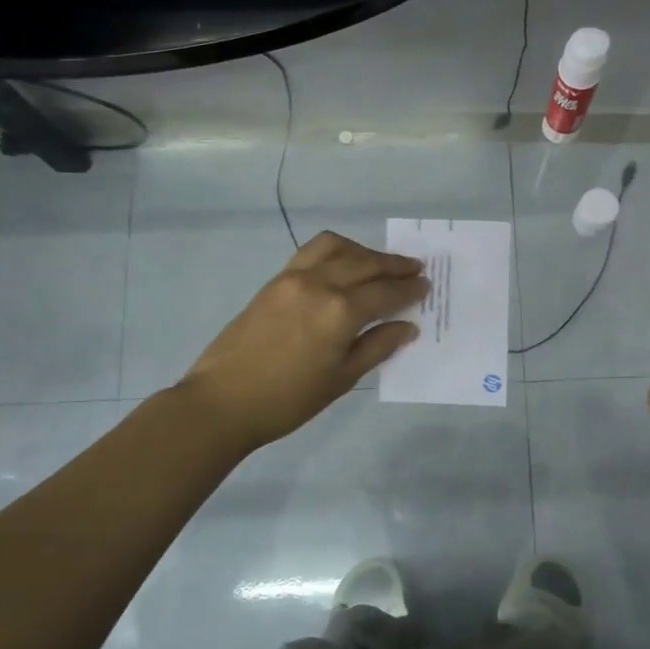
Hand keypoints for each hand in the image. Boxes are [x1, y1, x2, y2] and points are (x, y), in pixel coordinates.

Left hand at [179, 231, 427, 453]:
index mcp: (340, 311)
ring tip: (379, 263)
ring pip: (337, 247)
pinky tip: (343, 265)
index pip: (385, 293)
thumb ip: (377, 347)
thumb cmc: (288, 400)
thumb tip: (407, 326)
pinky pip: (312, 252)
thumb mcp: (341, 379)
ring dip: (364, 251)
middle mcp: (320, 284)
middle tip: (415, 268)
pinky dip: (336, 251)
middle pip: (365, 263)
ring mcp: (293, 277)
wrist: (223, 401)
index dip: (409, 289)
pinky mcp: (275, 280)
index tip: (426, 285)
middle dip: (393, 265)